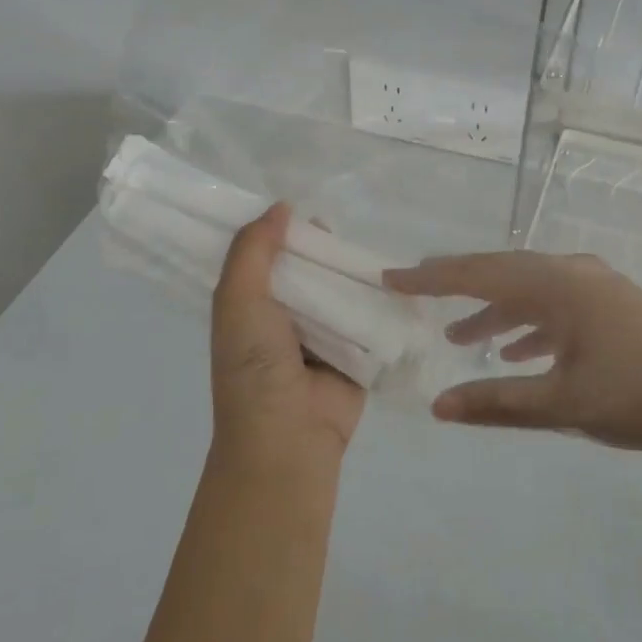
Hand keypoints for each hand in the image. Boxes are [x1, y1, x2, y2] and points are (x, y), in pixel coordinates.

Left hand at [211, 205, 363, 463]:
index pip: (266, 257)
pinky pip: (371, 318)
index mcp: (251, 306)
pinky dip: (382, 302)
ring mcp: (324, 336)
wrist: (289, 439)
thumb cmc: (254, 367)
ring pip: (342, 290)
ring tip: (378, 245)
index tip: (302, 202)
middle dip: (325, 249)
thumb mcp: (238, 301)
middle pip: (309, 270)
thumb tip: (281, 206)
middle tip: (346, 224)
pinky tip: (404, 278)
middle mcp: (286, 317)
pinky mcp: (358, 353)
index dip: (281, 231)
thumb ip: (253, 251)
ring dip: (356, 273)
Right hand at [384, 250, 641, 462]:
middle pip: (501, 272)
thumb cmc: (641, 396)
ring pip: (529, 290)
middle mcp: (573, 274)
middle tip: (417, 290)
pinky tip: (518, 351)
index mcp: (556, 286)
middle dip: (458, 283)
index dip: (431, 277)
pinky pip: (555, 305)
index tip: (390, 277)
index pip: (478, 275)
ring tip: (459, 334)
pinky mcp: (614, 307)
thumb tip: (439, 404)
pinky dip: (529, 324)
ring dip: (494, 310)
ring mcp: (597, 288)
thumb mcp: (563, 404)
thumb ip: (498, 402)